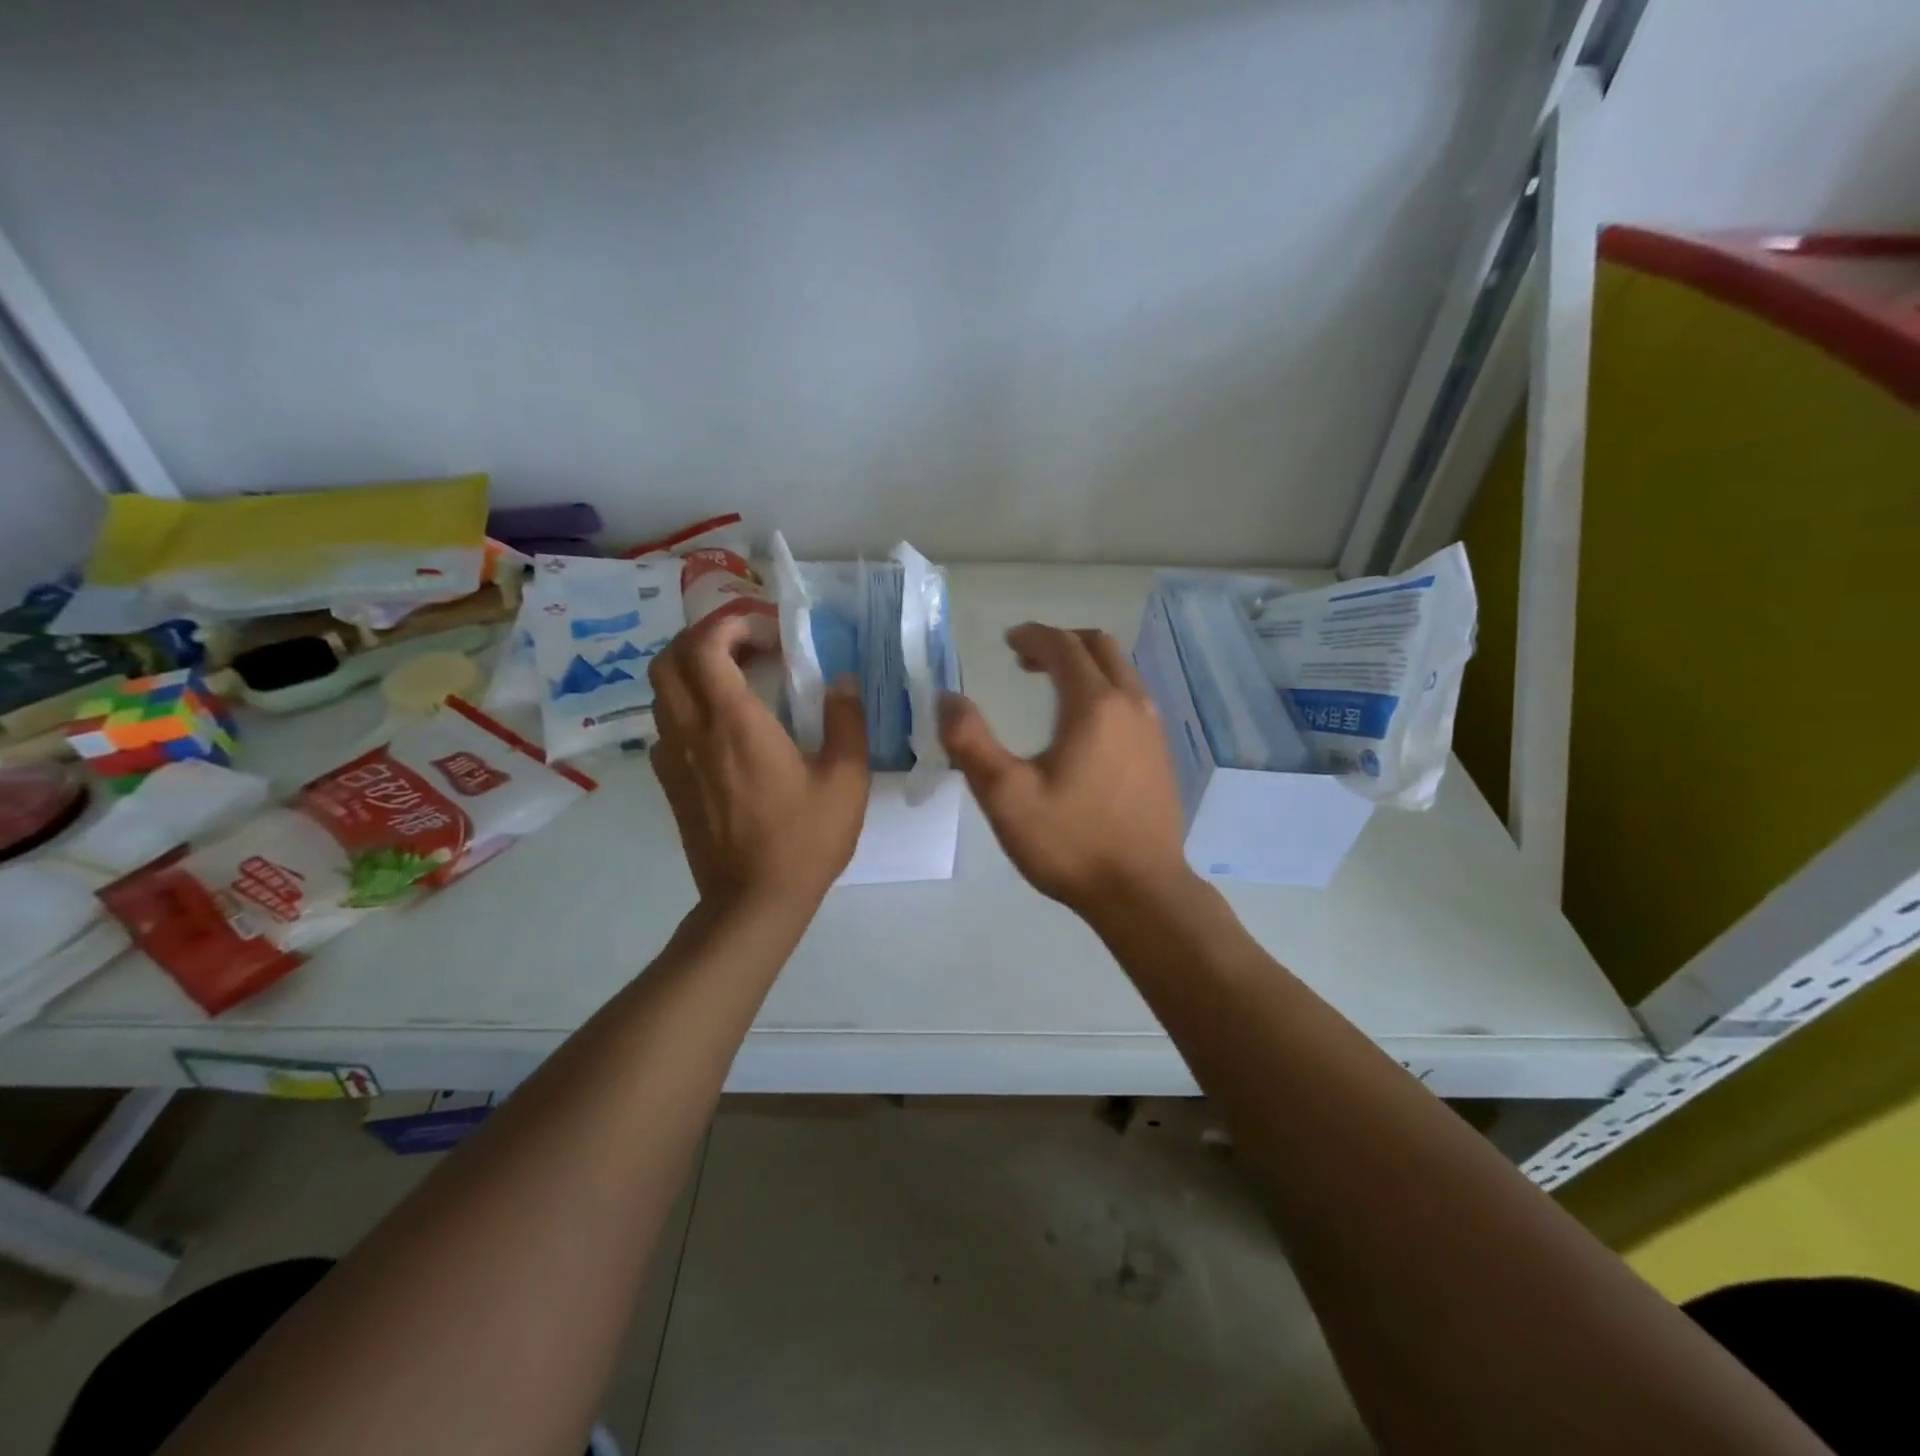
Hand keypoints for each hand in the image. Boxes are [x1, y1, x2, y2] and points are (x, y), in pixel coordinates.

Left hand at [649, 615, 869, 912]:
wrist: (754, 901)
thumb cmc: (804, 839)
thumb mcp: (845, 779)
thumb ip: (846, 721)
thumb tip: (842, 681)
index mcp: (734, 723)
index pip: (705, 648)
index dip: (729, 625)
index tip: (766, 632)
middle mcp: (694, 732)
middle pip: (668, 661)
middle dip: (701, 639)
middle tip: (745, 646)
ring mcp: (674, 759)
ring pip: (661, 692)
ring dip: (691, 670)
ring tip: (735, 678)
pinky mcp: (671, 783)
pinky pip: (665, 725)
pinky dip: (687, 705)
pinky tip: (722, 725)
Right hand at [939, 622, 1196, 922]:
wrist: (1141, 892)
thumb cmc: (1070, 842)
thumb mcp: (1006, 796)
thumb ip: (970, 742)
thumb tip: (947, 698)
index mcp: (1094, 705)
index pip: (1063, 647)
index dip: (1032, 636)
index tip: (1007, 642)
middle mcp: (1131, 704)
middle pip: (1100, 647)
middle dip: (1061, 643)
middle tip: (1026, 659)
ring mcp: (1153, 729)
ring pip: (1121, 672)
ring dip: (1085, 665)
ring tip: (1051, 686)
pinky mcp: (1161, 754)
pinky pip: (1132, 698)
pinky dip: (1104, 689)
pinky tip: (1084, 727)